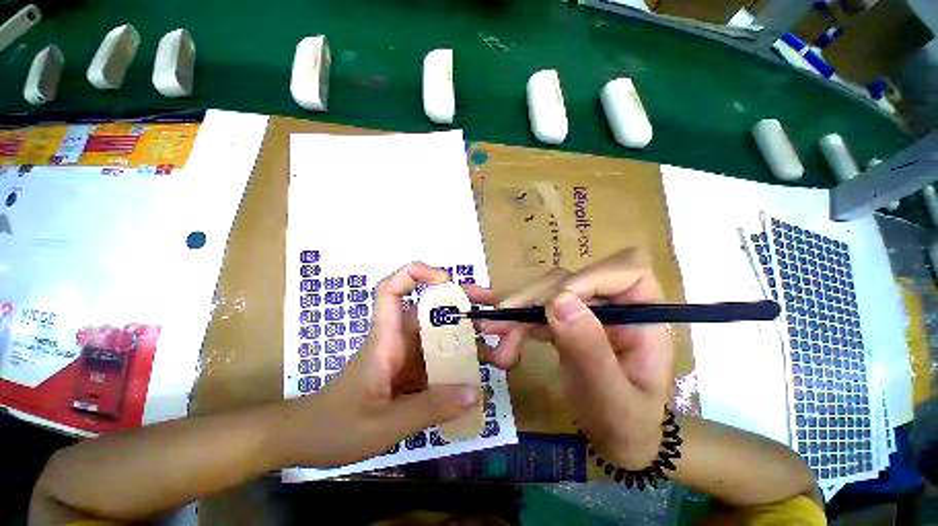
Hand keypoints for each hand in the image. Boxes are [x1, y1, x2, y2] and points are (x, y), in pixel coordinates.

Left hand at [281, 262, 479, 466]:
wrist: (308, 440)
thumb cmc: (334, 427)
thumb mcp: (382, 425)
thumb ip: (428, 408)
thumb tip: (474, 392)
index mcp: (386, 340)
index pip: (392, 290)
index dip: (416, 274)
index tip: (446, 278)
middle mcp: (399, 340)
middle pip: (431, 311)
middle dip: (464, 304)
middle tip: (495, 308)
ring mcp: (406, 355)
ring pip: (440, 336)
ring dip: (468, 337)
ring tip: (499, 347)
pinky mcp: (410, 371)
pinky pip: (439, 359)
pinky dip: (460, 362)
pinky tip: (478, 372)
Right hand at [466, 249, 673, 468]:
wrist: (614, 439)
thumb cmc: (623, 425)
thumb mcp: (611, 399)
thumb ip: (590, 350)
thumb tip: (558, 301)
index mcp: (642, 317)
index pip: (625, 270)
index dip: (587, 278)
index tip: (551, 305)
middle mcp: (613, 306)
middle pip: (570, 279)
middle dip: (533, 301)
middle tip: (500, 327)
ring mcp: (586, 311)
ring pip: (546, 292)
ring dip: (517, 312)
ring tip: (494, 337)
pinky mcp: (565, 319)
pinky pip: (537, 308)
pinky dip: (513, 314)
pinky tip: (490, 318)